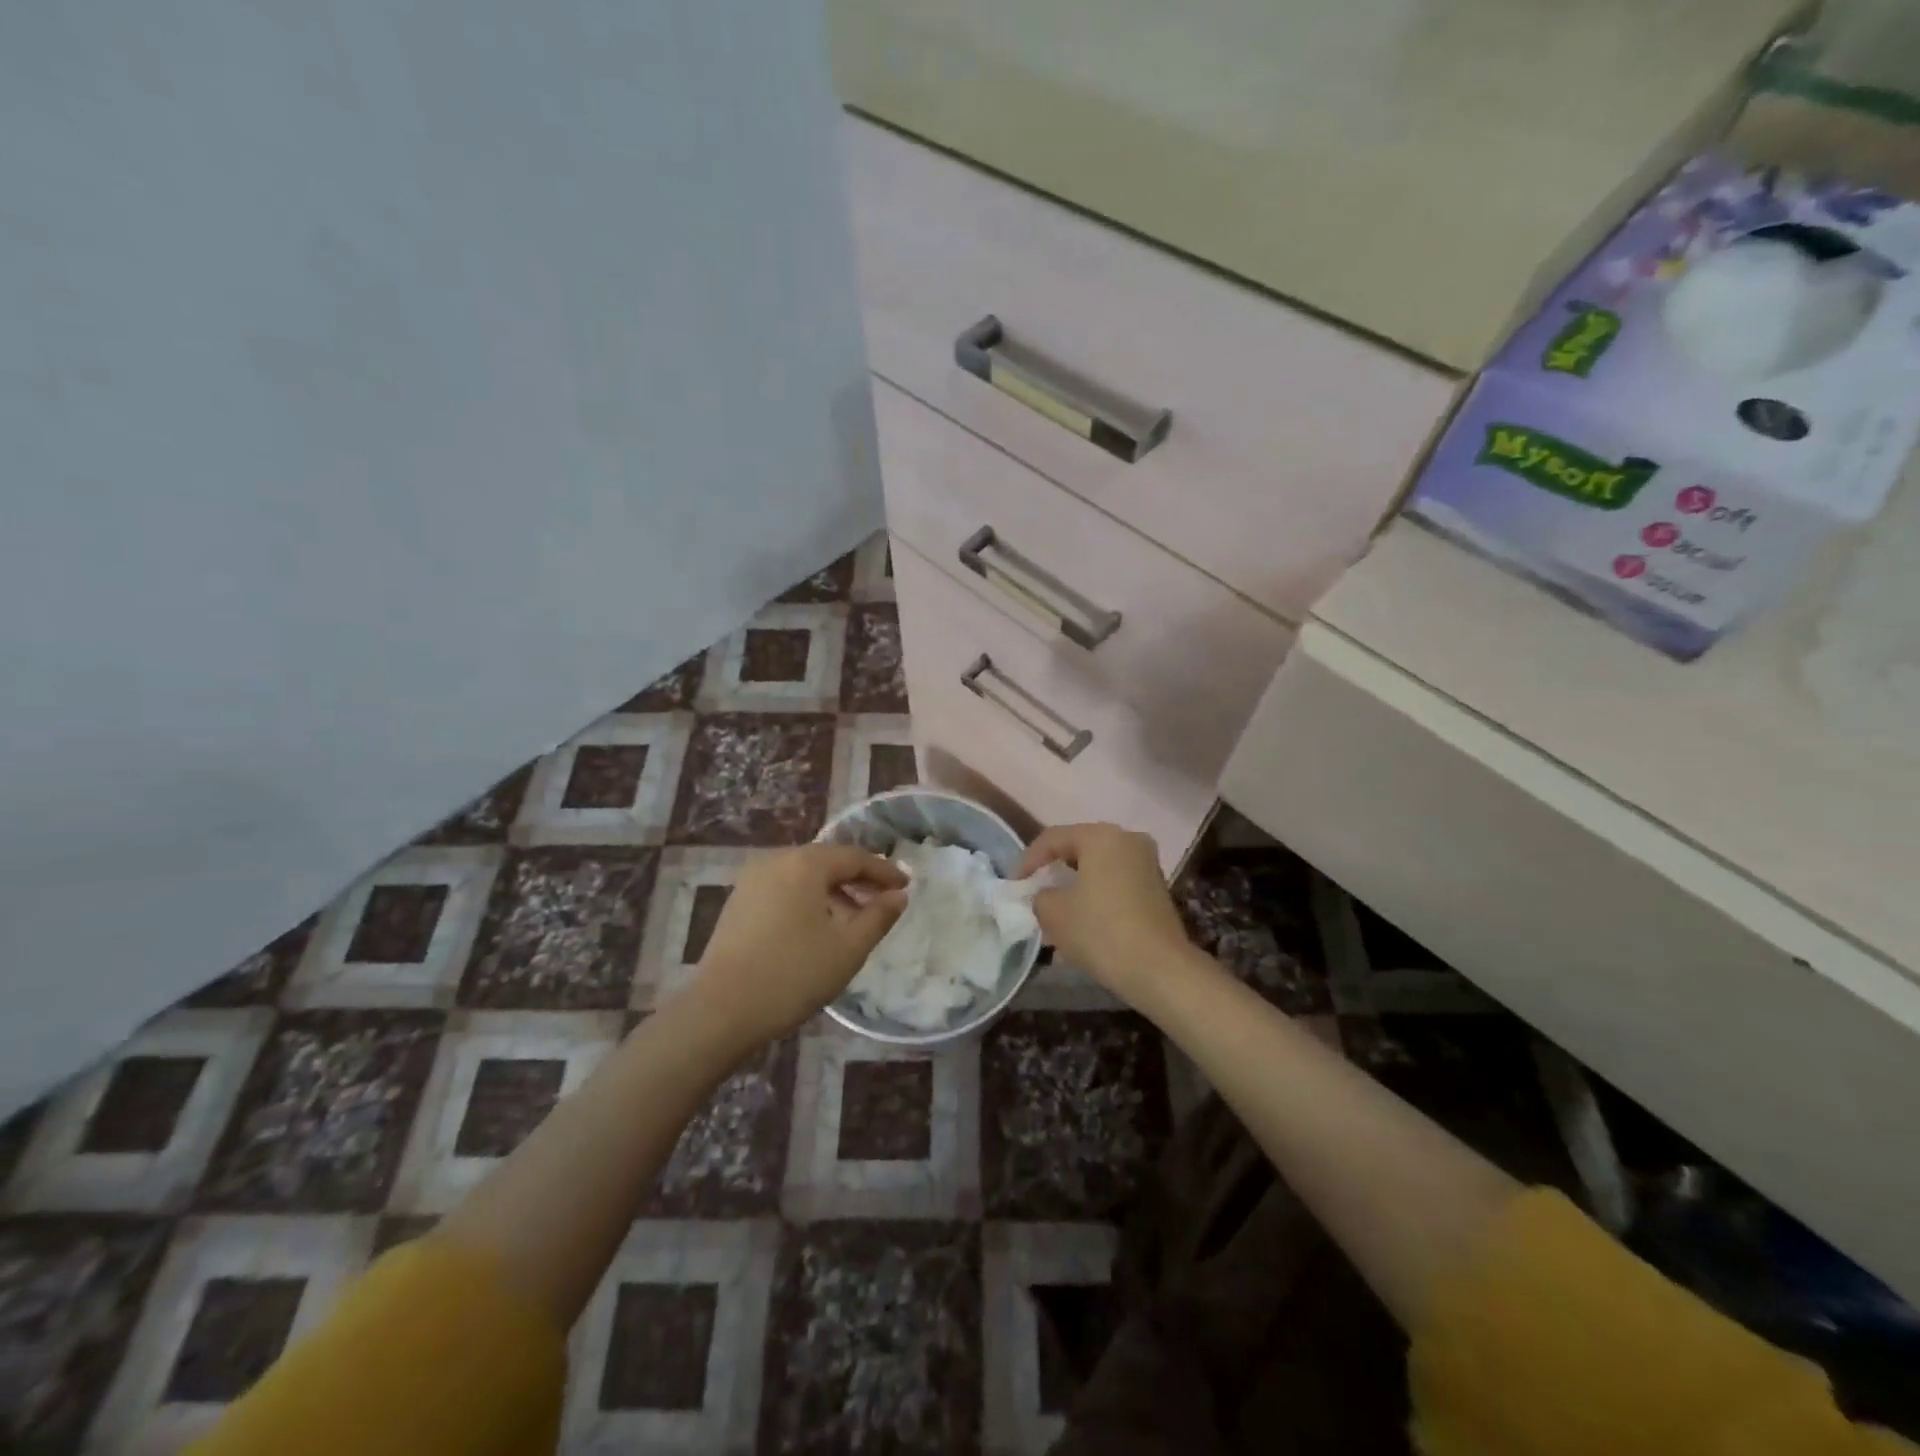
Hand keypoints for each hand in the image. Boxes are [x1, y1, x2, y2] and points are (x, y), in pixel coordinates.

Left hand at [685, 843, 907, 1049]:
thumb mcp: (848, 948)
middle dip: (858, 879)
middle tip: (884, 899)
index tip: (906, 886)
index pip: (854, 857)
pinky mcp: (737, 902)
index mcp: (805, 863)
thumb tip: (898, 896)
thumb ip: (878, 916)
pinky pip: (783, 889)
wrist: (720, 1011)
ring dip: (833, 891)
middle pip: (827, 861)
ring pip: (803, 876)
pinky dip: (807, 899)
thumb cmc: (793, 975)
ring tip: (854, 919)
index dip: (884, 871)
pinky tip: (817, 928)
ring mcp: (751, 880)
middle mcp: (776, 860)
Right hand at [1017, 823, 1193, 1005]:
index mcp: (1101, 836)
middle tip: (1034, 892)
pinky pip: (1116, 882)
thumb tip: (1045, 896)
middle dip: (1054, 870)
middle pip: (1079, 848)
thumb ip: (1040, 896)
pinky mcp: (1157, 888)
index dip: (1028, 860)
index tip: (1015, 884)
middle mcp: (1128, 840)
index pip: (1053, 838)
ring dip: (1075, 884)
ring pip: (1099, 867)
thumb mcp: (1054, 913)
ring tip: (1055, 910)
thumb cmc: (1101, 931)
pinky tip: (1082, 919)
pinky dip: (1096, 894)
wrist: (1159, 969)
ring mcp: (1147, 863)